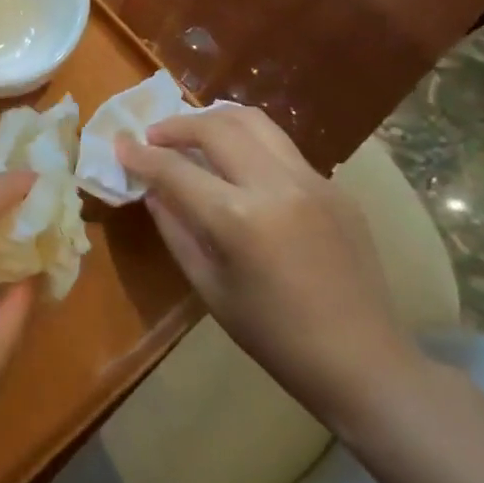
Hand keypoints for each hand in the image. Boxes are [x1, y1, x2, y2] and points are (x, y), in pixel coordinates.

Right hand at [117, 106, 416, 427]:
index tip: (120, 143)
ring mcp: (313, 181)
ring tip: (194, 135)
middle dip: (176, 125)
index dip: (141, 154)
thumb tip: (153, 189)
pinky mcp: (336, 187)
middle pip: (216, 126)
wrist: (364, 362)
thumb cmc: (275, 337)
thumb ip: (175, 229)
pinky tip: (239, 169)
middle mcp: (277, 186)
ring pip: (254, 122)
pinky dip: (249, 145)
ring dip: (215, 120)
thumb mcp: (209, 287)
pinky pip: (282, 149)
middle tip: (154, 137)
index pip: (176, 169)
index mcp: (240, 219)